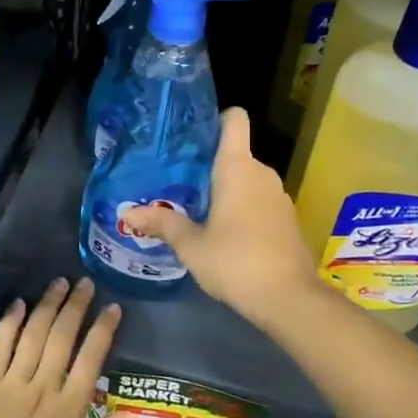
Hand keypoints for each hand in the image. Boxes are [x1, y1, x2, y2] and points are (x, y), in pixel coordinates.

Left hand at [0, 277, 134, 417]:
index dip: (103, 329)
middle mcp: (42, 388)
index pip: (91, 358)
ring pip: (34, 334)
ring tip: (59, 283)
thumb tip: (134, 414)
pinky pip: (0, 345)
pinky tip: (19, 304)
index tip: (112, 308)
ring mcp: (11, 383)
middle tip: (85, 283)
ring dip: (48, 305)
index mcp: (68, 411)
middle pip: (63, 336)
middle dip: (76, 306)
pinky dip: (11, 322)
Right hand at [123, 107, 319, 323]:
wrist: (289, 298)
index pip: (234, 119)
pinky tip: (223, 231)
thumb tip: (128, 212)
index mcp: (237, 167)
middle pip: (236, 152)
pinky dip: (242, 207)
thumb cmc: (235, 261)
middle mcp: (261, 173)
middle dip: (209, 164)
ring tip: (195, 206)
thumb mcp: (191, 245)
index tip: (192, 135)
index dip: (216, 118)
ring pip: (247, 179)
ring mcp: (279, 196)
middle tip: (178, 180)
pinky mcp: (287, 219)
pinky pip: (259, 200)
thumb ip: (162, 224)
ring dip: (226, 188)